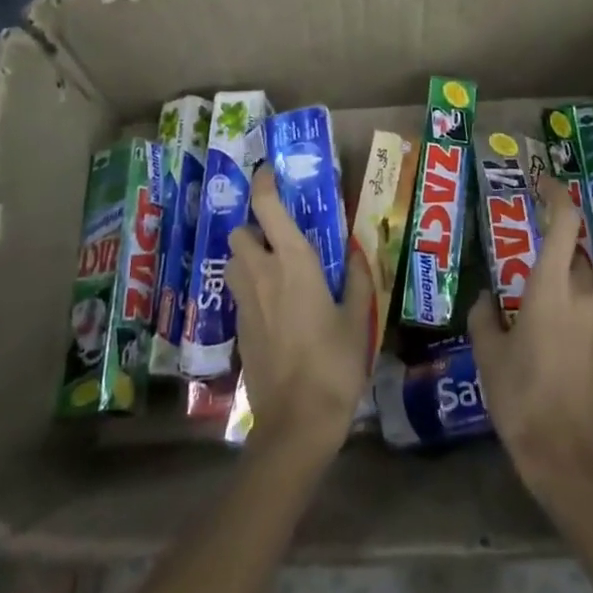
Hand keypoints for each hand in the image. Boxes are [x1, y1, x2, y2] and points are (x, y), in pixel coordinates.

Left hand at [229, 166, 374, 462]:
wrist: (297, 421)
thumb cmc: (334, 362)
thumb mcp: (358, 318)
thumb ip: (358, 279)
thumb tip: (358, 251)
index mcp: (292, 262)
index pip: (267, 207)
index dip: (263, 183)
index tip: (269, 171)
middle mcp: (261, 273)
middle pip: (240, 232)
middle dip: (254, 227)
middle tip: (280, 236)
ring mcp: (245, 302)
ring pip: (233, 262)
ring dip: (248, 255)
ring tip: (275, 267)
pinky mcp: (238, 328)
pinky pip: (238, 292)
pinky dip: (251, 287)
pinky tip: (276, 306)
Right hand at [470, 174, 592, 501]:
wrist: (569, 454)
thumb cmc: (521, 397)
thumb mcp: (489, 354)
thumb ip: (485, 316)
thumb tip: (487, 299)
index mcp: (551, 286)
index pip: (564, 222)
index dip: (556, 195)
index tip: (542, 184)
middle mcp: (586, 293)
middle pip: (578, 251)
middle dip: (557, 249)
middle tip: (530, 266)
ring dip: (578, 276)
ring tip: (555, 296)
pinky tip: (580, 322)